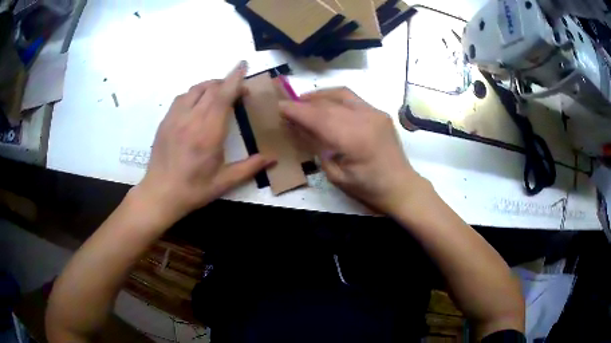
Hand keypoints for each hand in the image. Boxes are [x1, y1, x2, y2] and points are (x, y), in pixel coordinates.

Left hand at [133, 62, 274, 226]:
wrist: (160, 194)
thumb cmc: (193, 190)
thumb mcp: (224, 182)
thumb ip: (250, 167)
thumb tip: (273, 159)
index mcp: (208, 133)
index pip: (223, 96)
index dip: (235, 78)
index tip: (243, 65)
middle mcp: (191, 119)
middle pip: (211, 88)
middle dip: (227, 83)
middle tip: (238, 93)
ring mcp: (175, 118)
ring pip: (195, 89)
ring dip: (210, 86)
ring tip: (219, 95)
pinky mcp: (165, 121)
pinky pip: (182, 98)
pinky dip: (194, 94)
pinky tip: (198, 105)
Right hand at [280, 88, 424, 213]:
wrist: (400, 186)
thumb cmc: (368, 188)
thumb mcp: (336, 175)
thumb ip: (318, 148)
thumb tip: (300, 129)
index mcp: (353, 139)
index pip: (318, 117)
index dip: (296, 111)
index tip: (279, 106)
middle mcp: (364, 119)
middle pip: (327, 104)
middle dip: (304, 103)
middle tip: (288, 106)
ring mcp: (374, 113)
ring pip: (340, 94)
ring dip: (319, 96)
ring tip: (304, 101)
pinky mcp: (379, 112)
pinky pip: (352, 98)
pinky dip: (335, 98)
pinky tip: (326, 104)